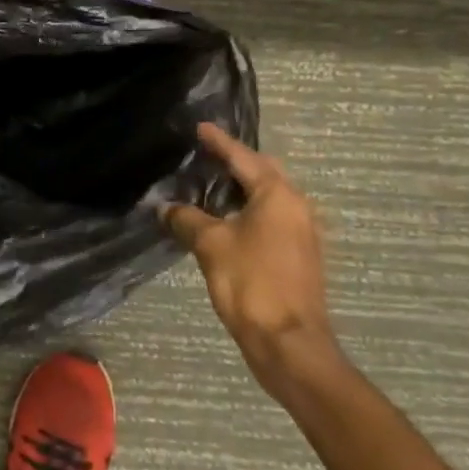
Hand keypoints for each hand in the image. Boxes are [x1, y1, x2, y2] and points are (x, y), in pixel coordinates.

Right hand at [163, 125, 340, 396]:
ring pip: (269, 198)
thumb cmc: (250, 283)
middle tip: (206, 155)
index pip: (243, 158)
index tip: (200, 128)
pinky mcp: (299, 255)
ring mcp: (302, 232)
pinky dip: (248, 211)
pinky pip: (271, 219)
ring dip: (242, 189)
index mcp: (278, 195)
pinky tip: (225, 220)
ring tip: (210, 185)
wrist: (288, 341)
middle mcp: (297, 207)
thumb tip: (165, 207)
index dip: (219, 142)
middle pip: (264, 173)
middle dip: (236, 162)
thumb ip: (186, 219)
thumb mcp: (209, 245)